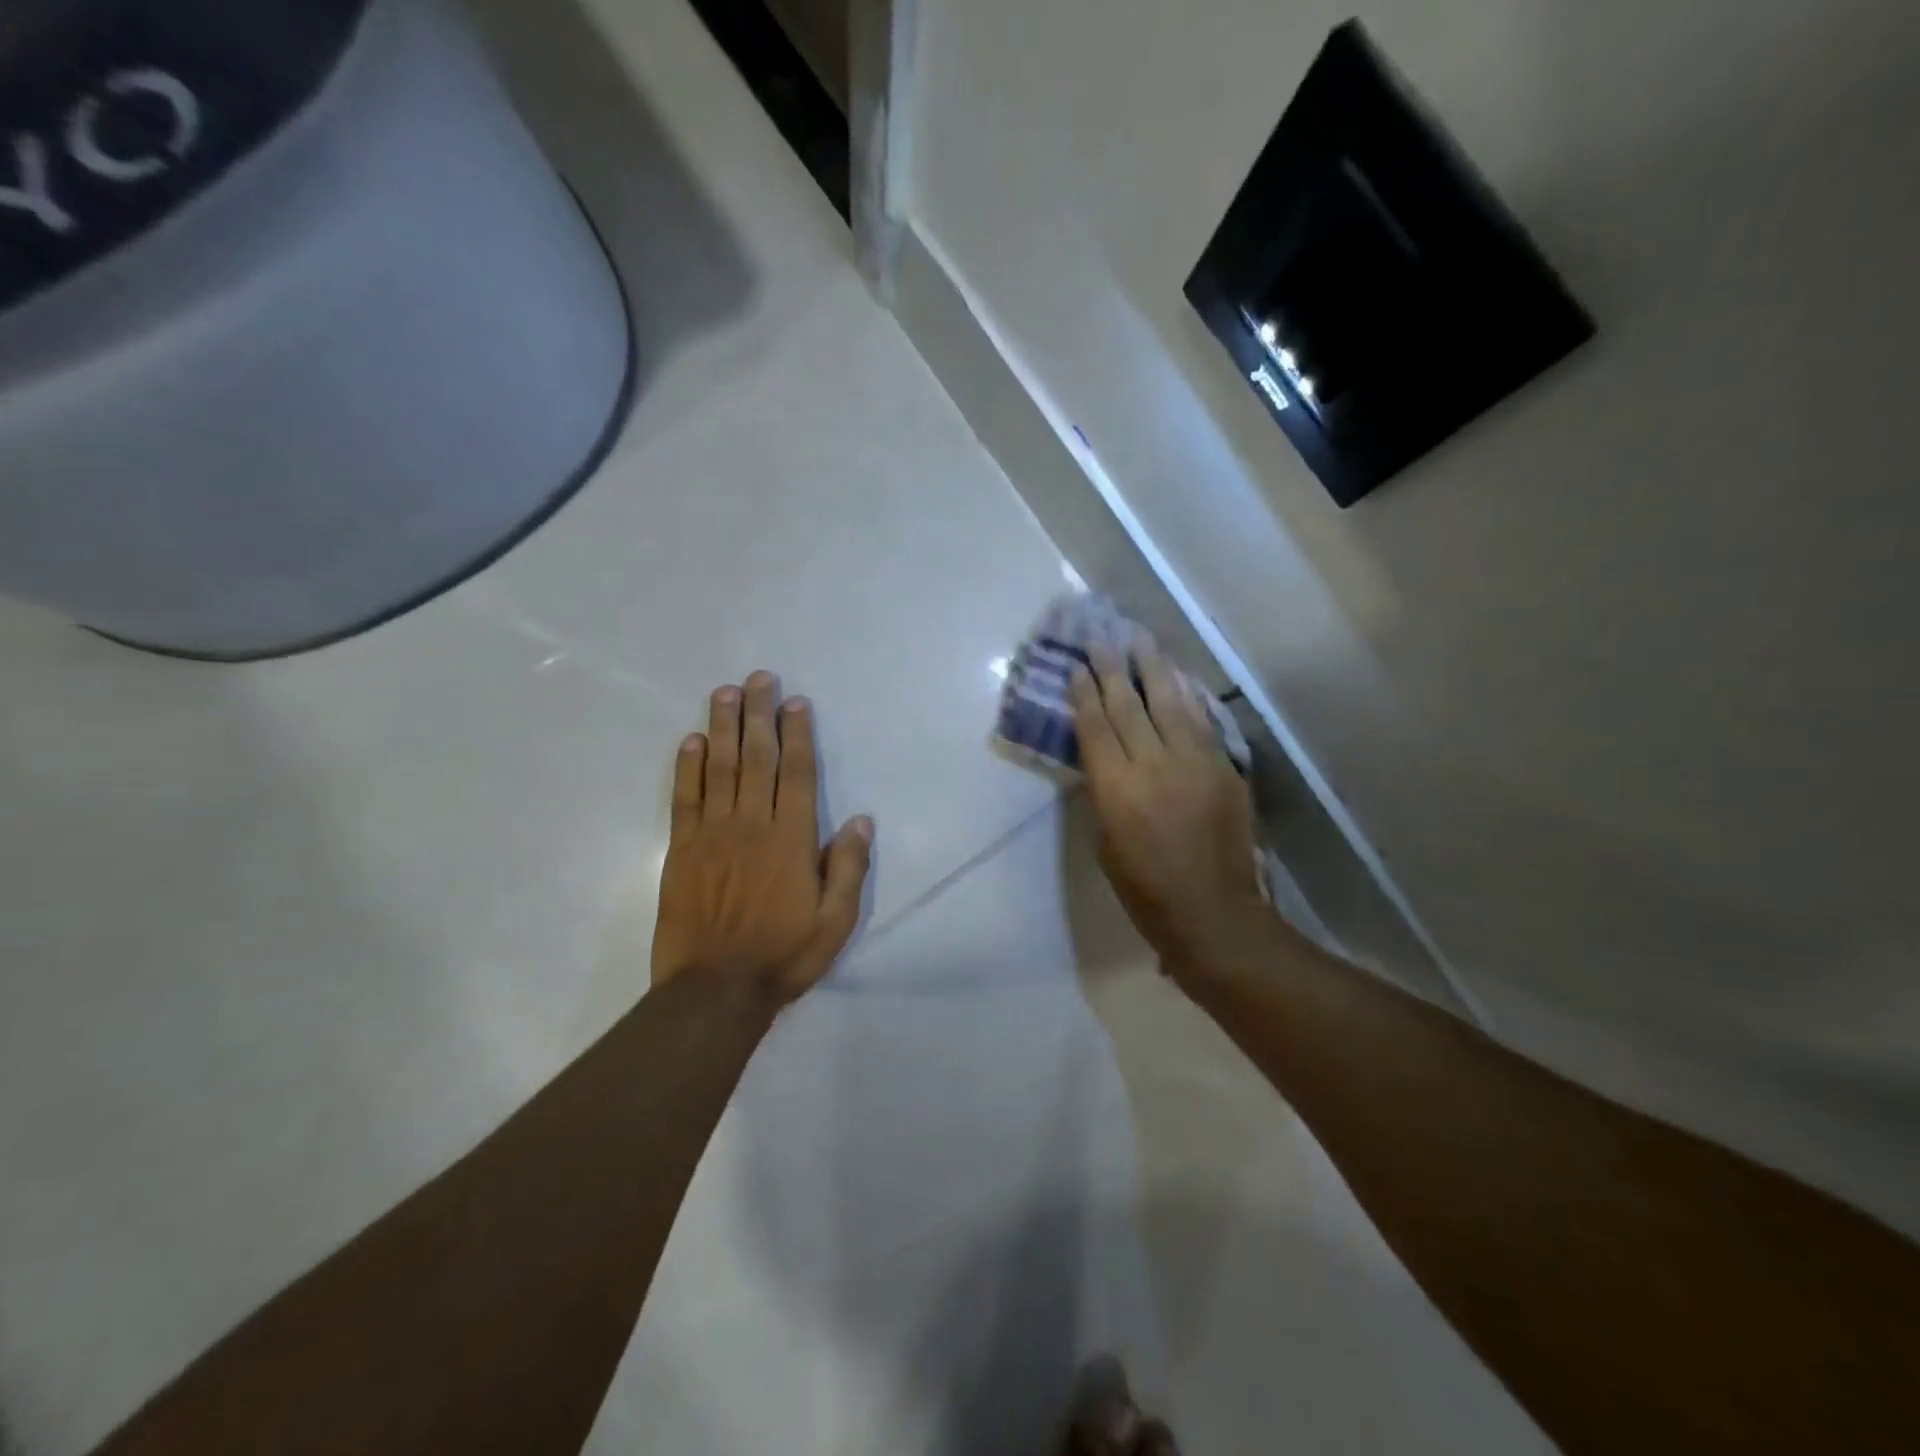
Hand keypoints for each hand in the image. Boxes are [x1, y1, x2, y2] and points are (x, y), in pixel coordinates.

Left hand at [651, 671, 872, 1007]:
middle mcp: (752, 825)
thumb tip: (861, 820)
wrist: (715, 990)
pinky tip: (691, 740)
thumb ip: (847, 868)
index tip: (796, 703)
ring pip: (719, 768)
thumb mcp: (835, 922)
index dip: (797, 734)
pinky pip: (684, 798)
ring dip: (723, 727)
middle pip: (756, 758)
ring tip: (725, 692)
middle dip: (759, 715)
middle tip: (760, 678)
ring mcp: (712, 834)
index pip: (796, 773)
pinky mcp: (682, 849)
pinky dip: (688, 766)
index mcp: (791, 840)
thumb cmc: (783, 955)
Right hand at [1070, 642, 1270, 984]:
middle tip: (1103, 639)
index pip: (1096, 727)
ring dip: (1154, 669)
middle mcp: (1154, 766)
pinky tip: (1178, 679)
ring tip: (1142, 641)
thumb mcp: (1106, 844)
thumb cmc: (1145, 891)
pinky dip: (1187, 697)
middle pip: (1129, 706)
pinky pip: (1202, 723)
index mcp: (1117, 789)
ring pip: (1171, 704)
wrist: (1214, 914)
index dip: (1085, 694)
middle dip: (1113, 670)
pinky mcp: (1225, 769)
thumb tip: (1104, 761)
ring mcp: (1195, 764)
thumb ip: (1104, 795)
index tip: (1079, 667)